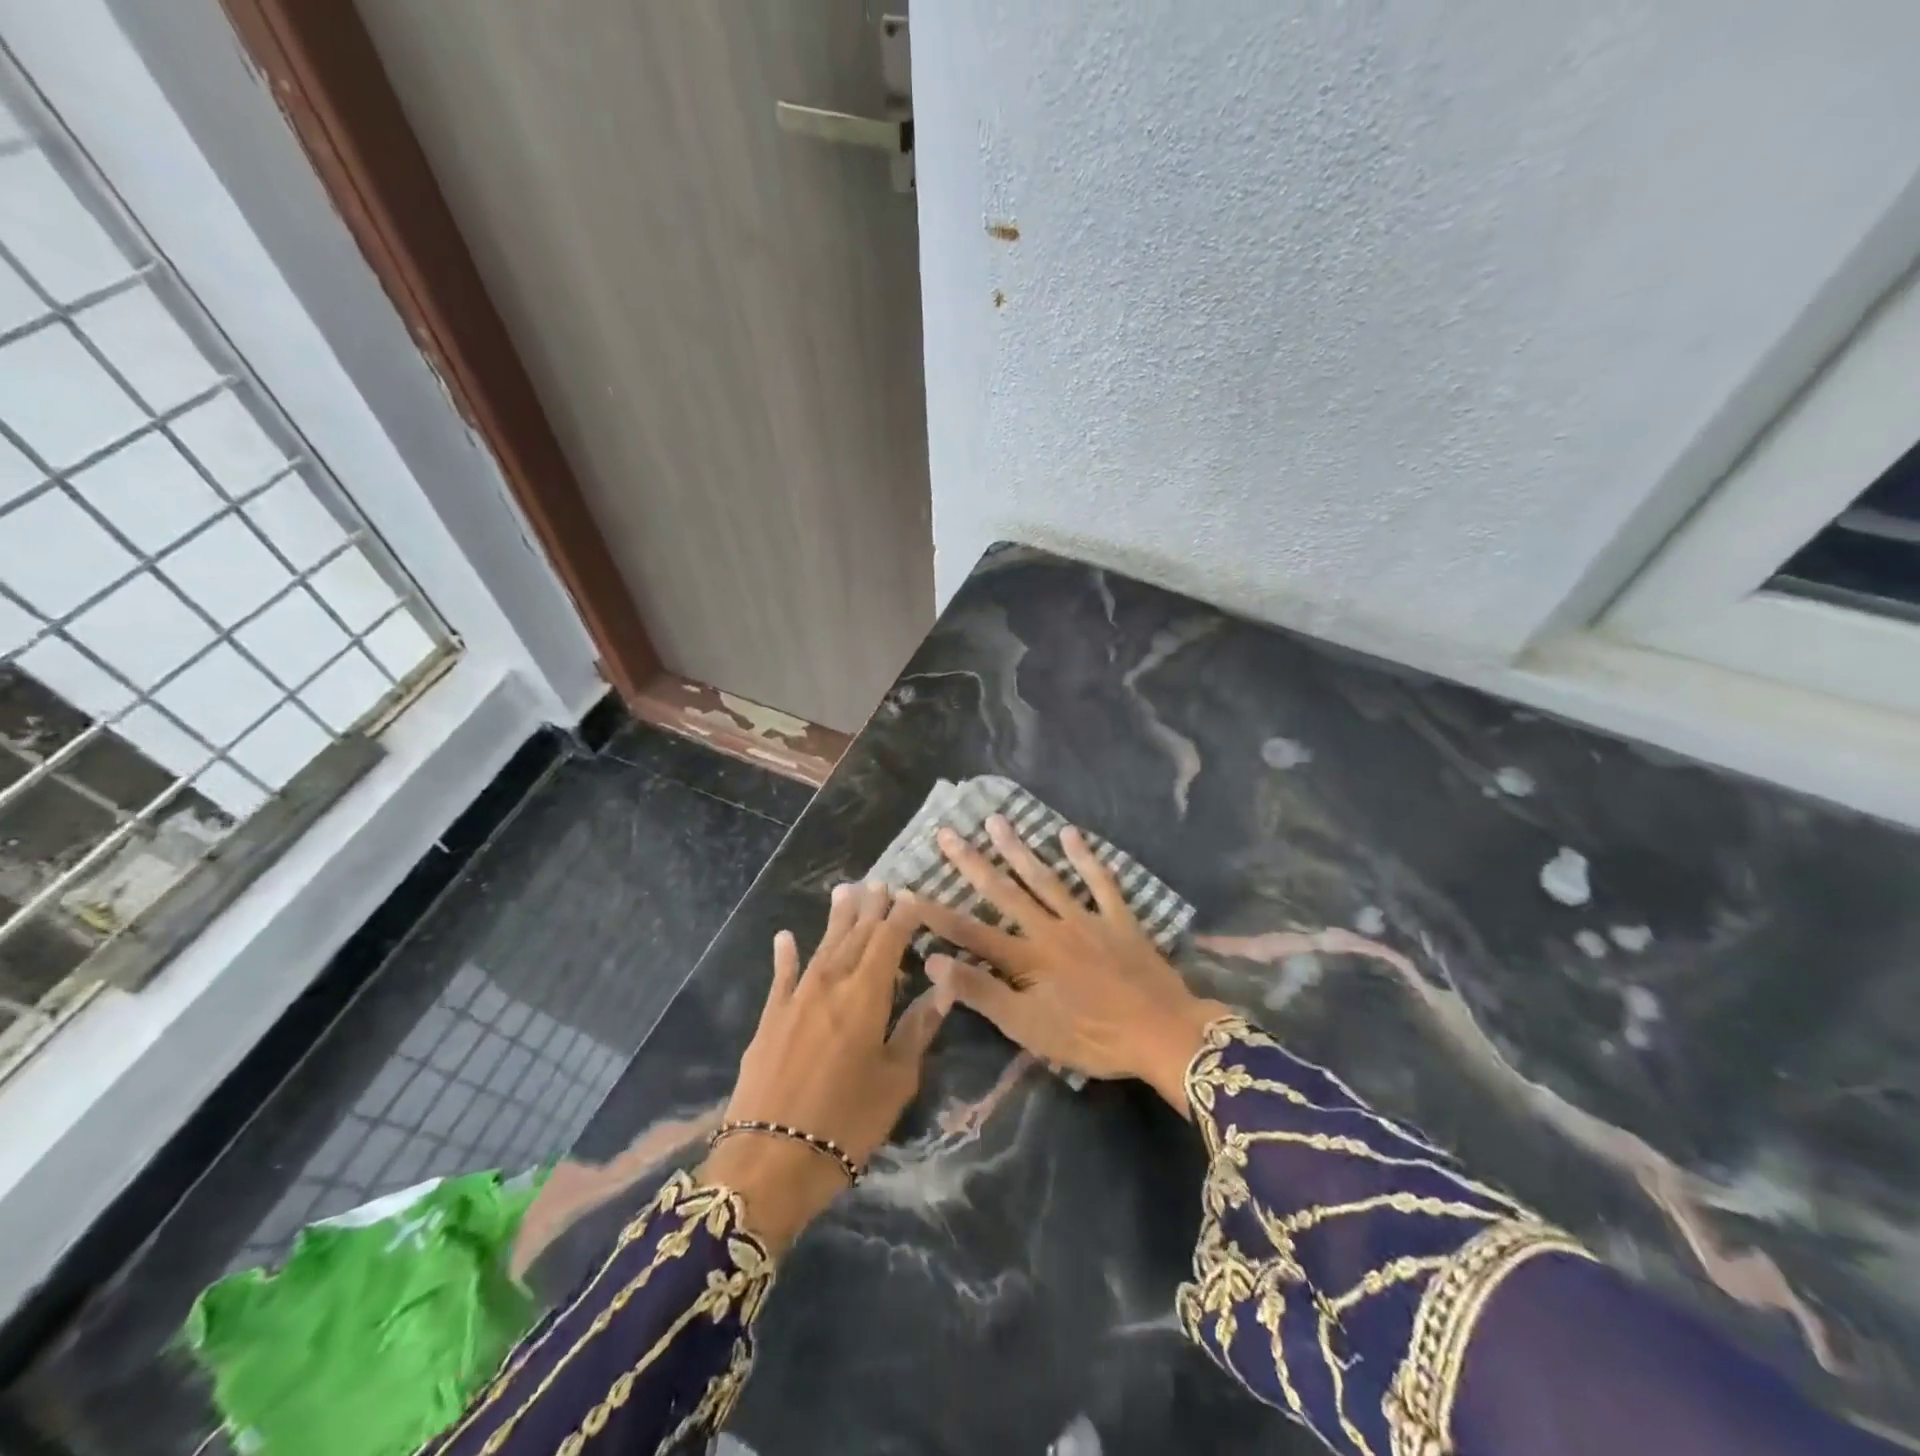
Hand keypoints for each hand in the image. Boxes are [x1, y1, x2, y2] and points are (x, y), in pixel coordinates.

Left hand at [699, 882, 949, 1251]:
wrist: (770, 1160)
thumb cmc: (847, 1123)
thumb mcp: (897, 1081)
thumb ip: (918, 1029)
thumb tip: (943, 988)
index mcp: (866, 995)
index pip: (888, 941)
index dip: (901, 916)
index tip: (912, 895)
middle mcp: (830, 984)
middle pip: (855, 936)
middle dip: (871, 909)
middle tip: (880, 883)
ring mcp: (795, 999)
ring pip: (822, 947)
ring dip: (836, 919)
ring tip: (845, 890)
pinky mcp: (770, 1019)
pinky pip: (781, 977)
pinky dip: (786, 955)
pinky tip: (786, 937)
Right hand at [913, 817, 1225, 1114]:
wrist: (1163, 1034)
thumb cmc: (1092, 1038)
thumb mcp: (1029, 1029)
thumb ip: (982, 994)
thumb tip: (934, 961)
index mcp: (1027, 959)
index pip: (971, 933)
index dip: (937, 913)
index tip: (908, 890)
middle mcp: (1051, 929)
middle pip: (1004, 892)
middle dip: (972, 863)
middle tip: (947, 833)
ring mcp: (1086, 919)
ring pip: (1046, 879)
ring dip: (1018, 850)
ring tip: (996, 821)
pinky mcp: (1119, 919)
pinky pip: (1100, 882)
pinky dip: (1086, 858)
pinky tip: (1069, 834)